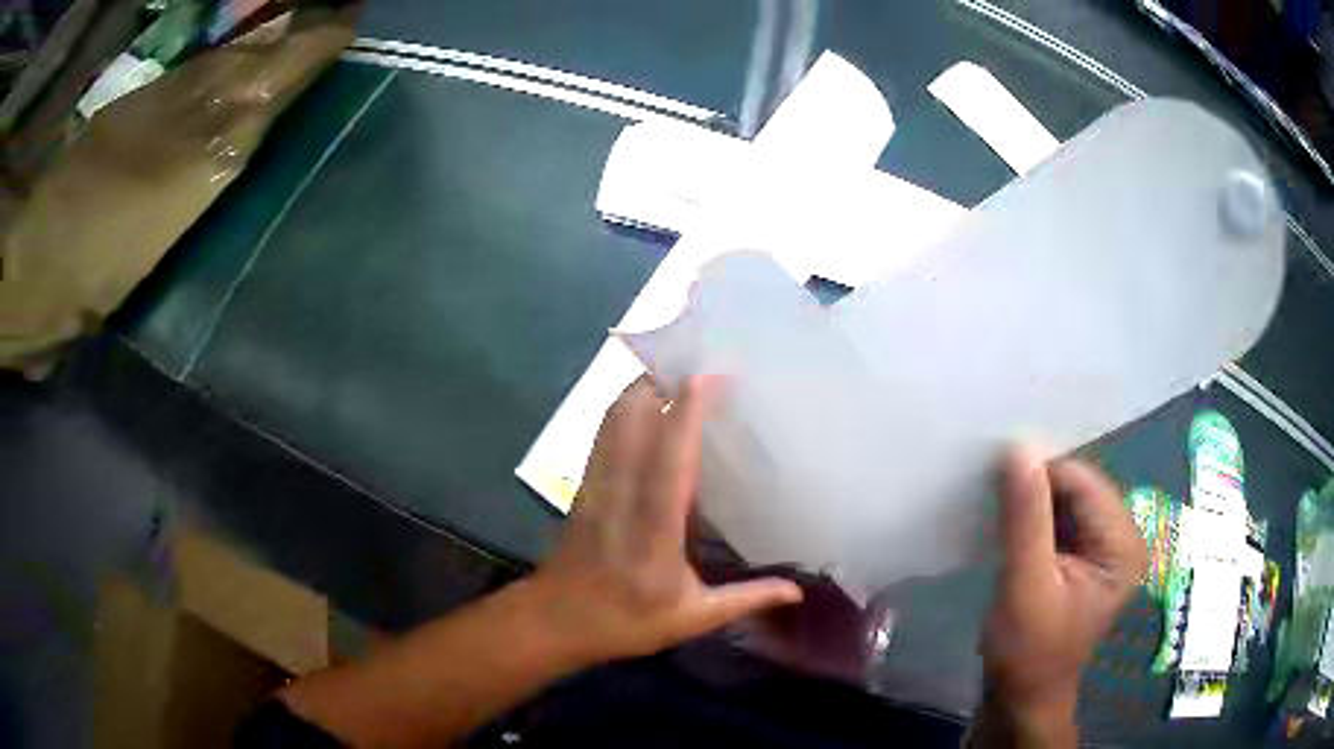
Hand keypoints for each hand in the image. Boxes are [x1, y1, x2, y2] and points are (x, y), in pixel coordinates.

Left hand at [529, 375, 802, 664]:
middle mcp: (621, 497)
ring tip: (672, 368)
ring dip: (639, 388)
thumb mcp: (691, 619)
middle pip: (630, 423)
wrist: (555, 621)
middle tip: (695, 358)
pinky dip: (622, 408)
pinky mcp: (583, 486)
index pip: (668, 462)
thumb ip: (746, 600)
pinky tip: (642, 401)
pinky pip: (602, 435)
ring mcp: (596, 487)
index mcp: (654, 531)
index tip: (708, 376)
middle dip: (658, 381)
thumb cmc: (625, 622)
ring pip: (611, 422)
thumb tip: (796, 592)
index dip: (685, 415)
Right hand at [977, 447, 1146, 744]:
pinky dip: (1034, 517)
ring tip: (995, 503)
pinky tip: (1008, 522)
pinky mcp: (1084, 558)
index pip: (1083, 483)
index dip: (1041, 473)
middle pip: (1078, 488)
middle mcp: (1122, 537)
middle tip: (990, 488)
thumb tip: (1018, 447)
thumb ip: (1025, 519)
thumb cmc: (1027, 653)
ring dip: (1032, 500)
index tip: (994, 473)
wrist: (1021, 699)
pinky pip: (1060, 519)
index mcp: (1123, 544)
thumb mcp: (1025, 586)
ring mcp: (1104, 547)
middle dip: (1037, 485)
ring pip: (1066, 501)